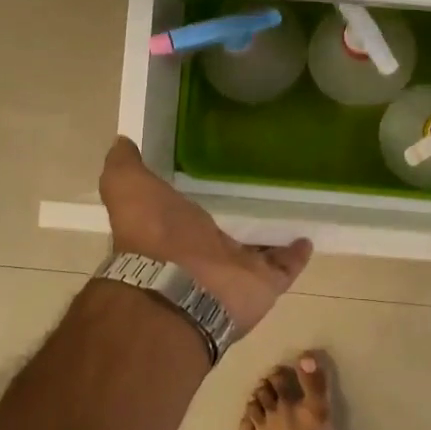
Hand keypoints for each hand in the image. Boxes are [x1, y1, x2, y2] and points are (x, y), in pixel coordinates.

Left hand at [99, 137, 312, 329]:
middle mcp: (205, 253)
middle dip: (238, 220)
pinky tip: (309, 237)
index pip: (188, 216)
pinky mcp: (264, 283)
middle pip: (226, 235)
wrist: (177, 288)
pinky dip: (297, 254)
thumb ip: (124, 166)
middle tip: (263, 191)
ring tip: (292, 210)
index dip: (197, 202)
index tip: (215, 177)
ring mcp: (236, 270)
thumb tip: (122, 141)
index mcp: (174, 232)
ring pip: (258, 251)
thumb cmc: (152, 234)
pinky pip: (285, 266)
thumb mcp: (128, 188)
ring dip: (271, 236)